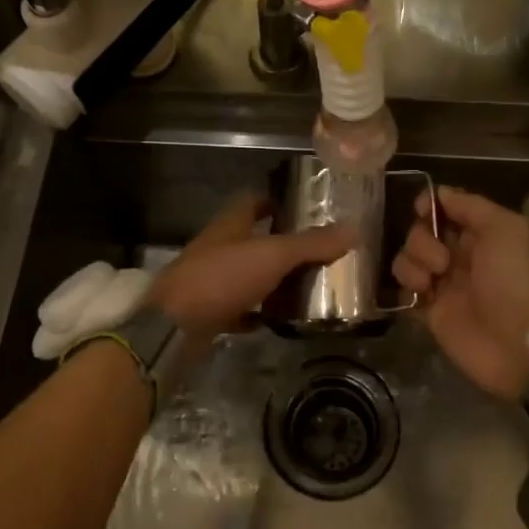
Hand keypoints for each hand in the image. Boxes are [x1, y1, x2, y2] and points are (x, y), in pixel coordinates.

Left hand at [152, 192, 355, 340]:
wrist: (174, 327)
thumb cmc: (221, 278)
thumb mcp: (272, 256)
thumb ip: (311, 244)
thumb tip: (354, 229)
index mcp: (229, 224)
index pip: (253, 201)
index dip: (276, 200)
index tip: (305, 208)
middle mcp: (217, 247)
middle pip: (250, 238)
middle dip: (280, 242)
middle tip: (316, 251)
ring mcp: (208, 280)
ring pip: (245, 273)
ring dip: (270, 278)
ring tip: (305, 285)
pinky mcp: (206, 311)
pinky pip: (237, 307)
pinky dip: (256, 312)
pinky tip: (278, 320)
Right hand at [392, 186, 528, 401]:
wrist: (518, 345)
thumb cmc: (515, 281)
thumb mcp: (508, 229)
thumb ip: (472, 206)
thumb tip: (440, 193)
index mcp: (484, 234)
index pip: (447, 208)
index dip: (430, 204)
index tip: (422, 208)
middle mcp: (461, 255)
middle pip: (422, 229)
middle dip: (423, 237)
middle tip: (442, 259)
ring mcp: (443, 282)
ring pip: (409, 255)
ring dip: (414, 260)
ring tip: (433, 280)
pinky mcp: (428, 309)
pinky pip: (404, 285)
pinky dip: (407, 283)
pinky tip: (423, 292)